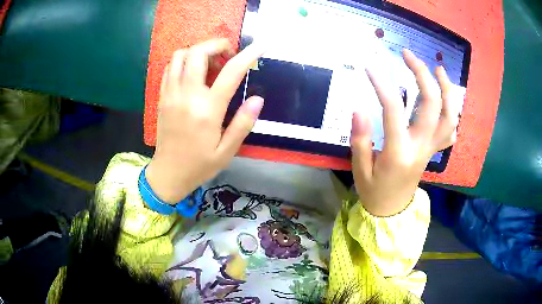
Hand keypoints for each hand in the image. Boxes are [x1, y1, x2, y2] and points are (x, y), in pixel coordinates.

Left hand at [146, 39, 265, 203]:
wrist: (168, 173)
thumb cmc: (199, 165)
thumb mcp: (227, 151)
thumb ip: (243, 123)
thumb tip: (257, 99)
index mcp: (207, 111)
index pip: (230, 73)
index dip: (248, 55)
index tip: (260, 46)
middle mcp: (187, 96)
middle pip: (198, 52)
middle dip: (217, 45)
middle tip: (228, 56)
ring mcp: (171, 94)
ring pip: (180, 55)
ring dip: (198, 51)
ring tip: (210, 64)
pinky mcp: (162, 97)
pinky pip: (170, 67)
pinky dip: (184, 61)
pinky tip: (193, 73)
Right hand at [351, 49, 457, 215]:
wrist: (393, 211)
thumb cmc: (374, 192)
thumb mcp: (360, 170)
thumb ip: (360, 139)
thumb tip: (358, 109)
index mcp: (400, 153)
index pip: (394, 111)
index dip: (382, 85)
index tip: (369, 67)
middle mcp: (421, 147)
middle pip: (432, 105)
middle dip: (422, 75)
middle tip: (408, 56)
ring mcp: (432, 148)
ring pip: (449, 115)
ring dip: (446, 90)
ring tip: (438, 70)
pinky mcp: (435, 151)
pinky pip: (451, 129)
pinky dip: (452, 111)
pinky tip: (446, 99)